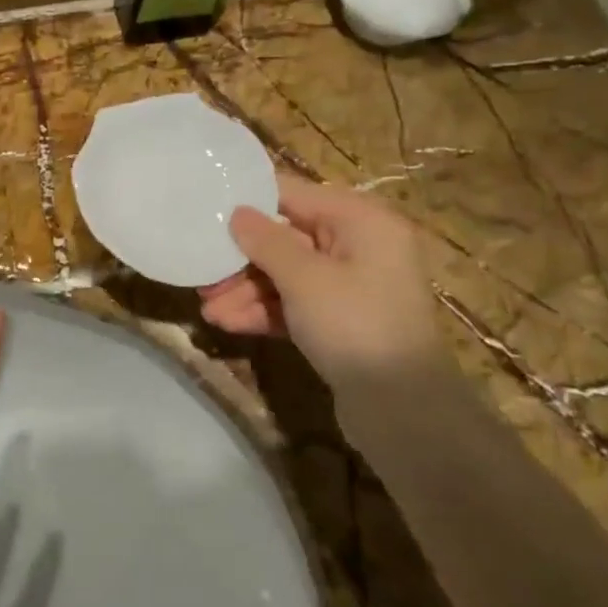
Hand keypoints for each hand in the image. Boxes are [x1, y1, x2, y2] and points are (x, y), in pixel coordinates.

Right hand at [200, 174, 444, 381]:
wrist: (405, 411)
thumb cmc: (356, 326)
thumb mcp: (305, 279)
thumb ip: (266, 241)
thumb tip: (238, 212)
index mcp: (359, 220)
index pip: (292, 195)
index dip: (248, 202)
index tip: (205, 209)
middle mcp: (357, 245)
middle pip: (285, 238)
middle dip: (242, 258)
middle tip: (202, 273)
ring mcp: (349, 286)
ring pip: (286, 275)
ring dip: (246, 290)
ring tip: (208, 309)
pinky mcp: (340, 321)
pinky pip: (295, 304)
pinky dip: (264, 311)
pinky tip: (228, 323)